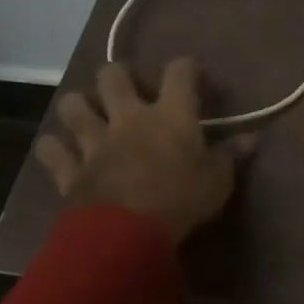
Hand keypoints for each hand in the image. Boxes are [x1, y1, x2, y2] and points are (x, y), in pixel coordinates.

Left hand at [35, 60, 255, 243]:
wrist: (128, 236)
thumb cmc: (182, 201)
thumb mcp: (218, 180)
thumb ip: (231, 155)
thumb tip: (253, 138)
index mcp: (170, 114)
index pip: (179, 71)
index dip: (186, 68)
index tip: (193, 78)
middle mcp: (129, 117)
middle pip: (113, 75)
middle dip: (119, 76)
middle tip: (129, 91)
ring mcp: (94, 141)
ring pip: (73, 105)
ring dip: (80, 106)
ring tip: (90, 115)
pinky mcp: (71, 169)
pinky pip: (50, 149)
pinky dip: (53, 147)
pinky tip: (61, 151)